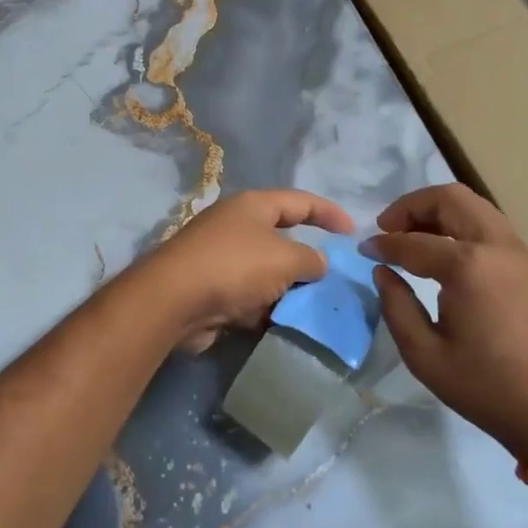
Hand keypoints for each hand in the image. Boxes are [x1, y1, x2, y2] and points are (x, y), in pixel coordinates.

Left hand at [123, 190, 354, 352]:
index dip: (329, 213)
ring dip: (288, 291)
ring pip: (267, 273)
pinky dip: (266, 310)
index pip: (300, 201)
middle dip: (308, 260)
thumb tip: (318, 263)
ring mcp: (222, 258)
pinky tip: (285, 326)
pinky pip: (250, 298)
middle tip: (335, 281)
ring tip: (316, 310)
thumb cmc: (235, 266)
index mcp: (254, 206)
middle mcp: (236, 226)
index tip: (353, 231)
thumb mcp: (285, 259)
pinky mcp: (212, 290)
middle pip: (282, 239)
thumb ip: (311, 259)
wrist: (174, 301)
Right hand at [364, 184, 527, 462]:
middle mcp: (496, 246)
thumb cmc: (483, 385)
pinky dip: (460, 223)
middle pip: (449, 198)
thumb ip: (395, 304)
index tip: (364, 250)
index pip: (414, 241)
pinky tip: (444, 250)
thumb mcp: (423, 354)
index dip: (383, 243)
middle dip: (412, 206)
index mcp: (468, 266)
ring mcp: (518, 251)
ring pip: (473, 204)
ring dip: (438, 210)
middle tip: (389, 228)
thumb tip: (383, 270)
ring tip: (413, 235)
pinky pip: (489, 224)